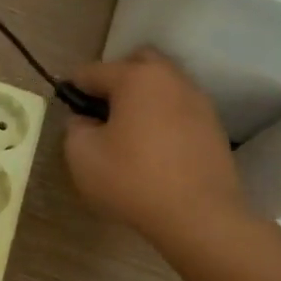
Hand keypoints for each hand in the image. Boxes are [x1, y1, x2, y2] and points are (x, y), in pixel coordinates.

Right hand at [63, 49, 253, 260]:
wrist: (199, 217)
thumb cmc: (132, 179)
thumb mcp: (82, 155)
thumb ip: (75, 128)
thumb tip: (85, 121)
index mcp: (135, 78)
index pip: (92, 71)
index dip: (73, 90)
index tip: (67, 113)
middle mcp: (170, 79)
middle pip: (136, 64)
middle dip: (115, 81)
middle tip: (102, 113)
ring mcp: (198, 101)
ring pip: (162, 86)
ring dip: (142, 99)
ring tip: (129, 132)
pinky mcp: (213, 127)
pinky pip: (179, 109)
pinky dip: (163, 118)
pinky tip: (154, 148)